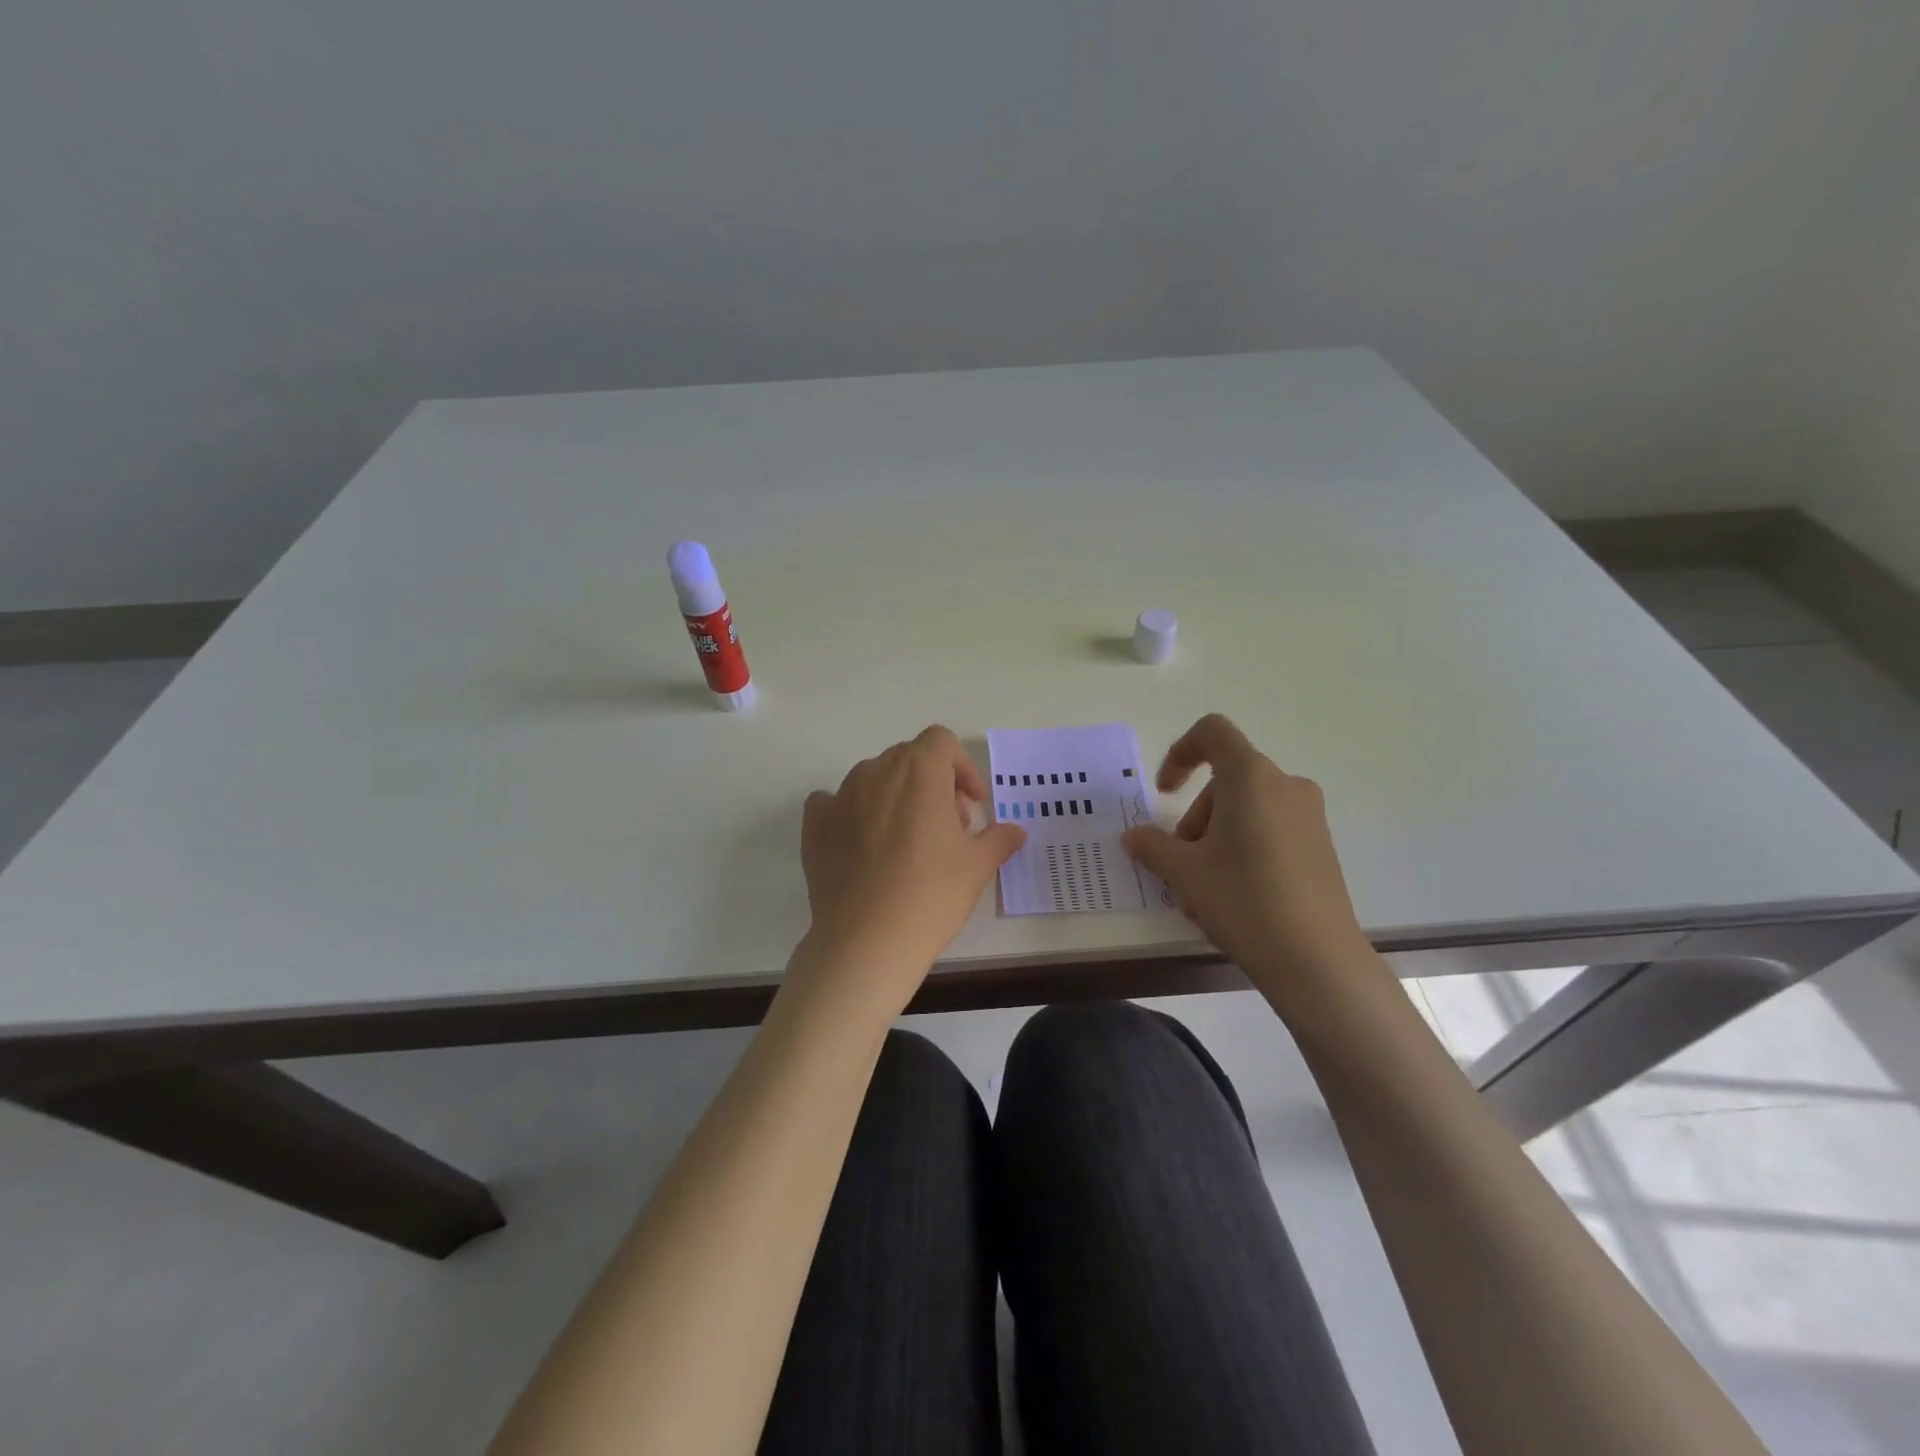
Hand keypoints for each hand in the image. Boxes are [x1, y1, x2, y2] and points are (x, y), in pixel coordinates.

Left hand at [794, 726, 1026, 1018]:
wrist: (867, 942)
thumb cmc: (931, 895)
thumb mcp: (977, 867)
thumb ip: (998, 839)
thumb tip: (1016, 832)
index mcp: (919, 771)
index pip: (941, 742)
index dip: (962, 767)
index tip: (972, 805)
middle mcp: (876, 772)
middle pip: (908, 758)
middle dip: (933, 782)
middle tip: (948, 826)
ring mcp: (840, 796)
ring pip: (873, 778)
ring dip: (895, 796)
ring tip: (908, 840)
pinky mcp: (814, 824)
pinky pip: (833, 802)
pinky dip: (852, 812)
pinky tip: (862, 843)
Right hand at [1121, 714, 1372, 995]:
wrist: (1317, 960)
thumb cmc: (1243, 899)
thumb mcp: (1184, 872)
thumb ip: (1152, 846)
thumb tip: (1133, 837)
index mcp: (1251, 777)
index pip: (1212, 733)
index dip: (1179, 753)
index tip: (1164, 793)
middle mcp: (1285, 786)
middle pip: (1225, 783)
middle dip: (1194, 820)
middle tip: (1180, 866)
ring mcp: (1308, 817)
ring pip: (1244, 812)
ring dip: (1213, 842)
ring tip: (1201, 894)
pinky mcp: (1320, 847)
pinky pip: (1268, 833)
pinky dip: (1241, 853)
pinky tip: (1231, 900)